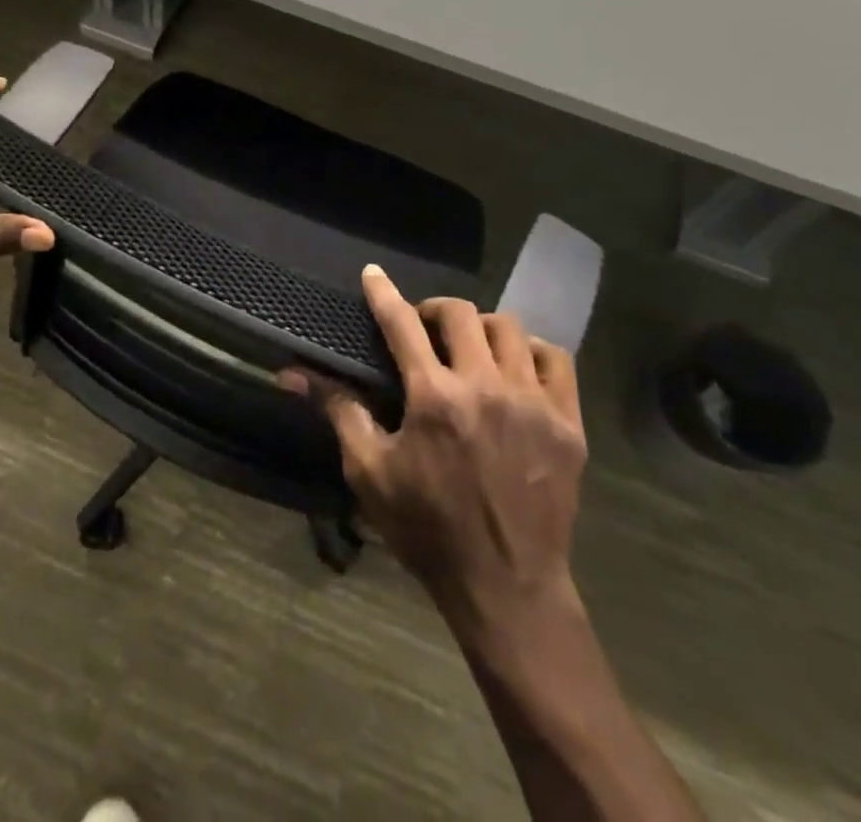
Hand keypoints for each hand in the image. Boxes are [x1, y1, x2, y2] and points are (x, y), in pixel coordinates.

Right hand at [283, 265, 587, 634]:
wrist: (507, 587)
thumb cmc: (428, 530)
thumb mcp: (370, 472)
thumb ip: (338, 411)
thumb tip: (292, 373)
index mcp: (434, 398)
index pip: (401, 323)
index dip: (383, 293)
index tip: (373, 273)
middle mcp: (485, 387)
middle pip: (459, 313)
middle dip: (434, 309)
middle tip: (423, 327)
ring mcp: (533, 402)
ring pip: (508, 328)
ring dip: (481, 328)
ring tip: (469, 347)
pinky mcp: (568, 422)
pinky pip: (555, 358)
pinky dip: (532, 351)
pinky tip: (516, 368)